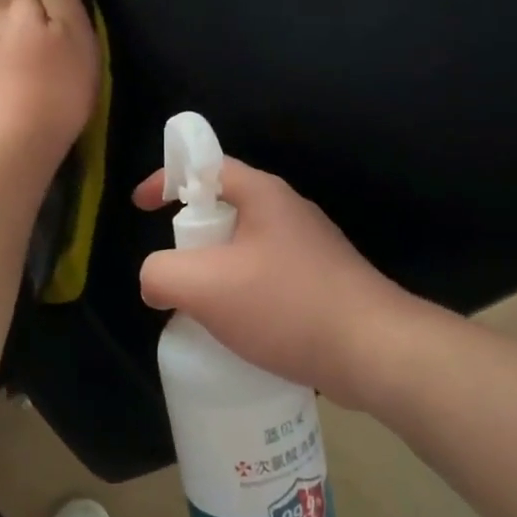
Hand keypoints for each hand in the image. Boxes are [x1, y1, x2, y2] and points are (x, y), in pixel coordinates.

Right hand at [135, 158, 414, 406]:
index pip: (205, 166)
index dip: (167, 179)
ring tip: (203, 308)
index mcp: (263, 194)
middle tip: (176, 271)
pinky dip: (242, 293)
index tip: (141, 207)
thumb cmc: (287, 306)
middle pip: (223, 208)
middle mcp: (288, 211)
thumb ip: (161, 274)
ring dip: (216, 270)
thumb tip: (156, 281)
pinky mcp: (321, 280)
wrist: (376, 351)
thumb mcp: (205, 288)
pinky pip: (266, 275)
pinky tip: (240, 330)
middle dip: (191, 236)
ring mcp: (309, 246)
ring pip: (244, 247)